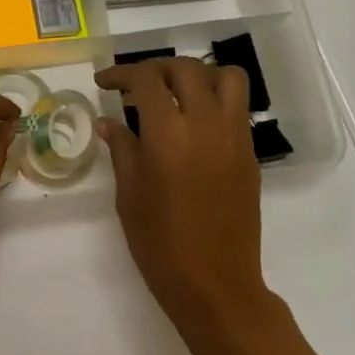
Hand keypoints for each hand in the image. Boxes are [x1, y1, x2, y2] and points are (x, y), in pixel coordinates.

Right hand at [94, 57, 273, 331]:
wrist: (215, 285)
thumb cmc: (160, 244)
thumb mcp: (129, 195)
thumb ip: (122, 149)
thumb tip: (109, 122)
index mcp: (168, 134)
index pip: (146, 80)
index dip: (121, 74)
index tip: (104, 83)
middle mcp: (205, 125)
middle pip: (185, 69)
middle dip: (156, 69)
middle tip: (135, 86)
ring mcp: (234, 137)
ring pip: (225, 78)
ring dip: (196, 75)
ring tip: (175, 94)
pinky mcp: (250, 154)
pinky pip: (237, 107)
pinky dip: (215, 100)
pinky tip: (193, 124)